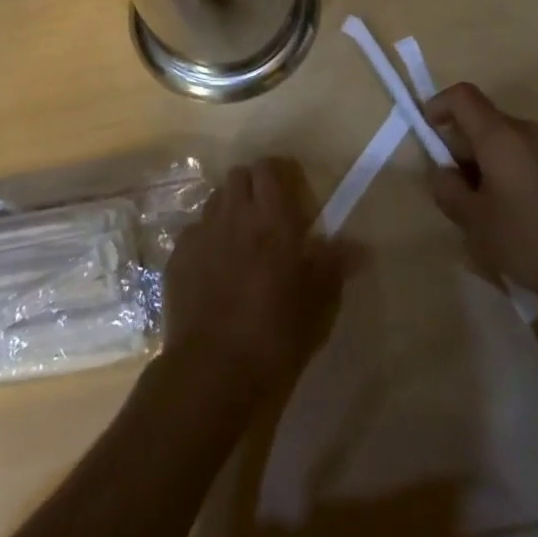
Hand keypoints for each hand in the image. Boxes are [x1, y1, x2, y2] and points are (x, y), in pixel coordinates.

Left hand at [163, 158, 347, 395]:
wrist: (215, 369)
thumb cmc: (277, 332)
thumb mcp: (318, 301)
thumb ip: (335, 264)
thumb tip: (360, 247)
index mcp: (272, 217)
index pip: (269, 167)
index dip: (279, 173)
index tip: (291, 192)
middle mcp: (234, 214)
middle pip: (238, 175)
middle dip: (252, 186)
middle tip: (266, 214)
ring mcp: (201, 233)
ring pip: (215, 200)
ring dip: (228, 209)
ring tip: (240, 239)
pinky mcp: (177, 257)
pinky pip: (194, 232)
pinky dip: (206, 240)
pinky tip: (213, 269)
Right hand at [424, 82, 537, 313]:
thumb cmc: (532, 242)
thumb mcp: (476, 223)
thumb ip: (448, 191)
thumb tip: (441, 171)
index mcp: (501, 136)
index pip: (463, 96)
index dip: (439, 105)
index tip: (428, 131)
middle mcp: (530, 132)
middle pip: (486, 122)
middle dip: (464, 147)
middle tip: (458, 190)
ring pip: (510, 143)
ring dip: (491, 164)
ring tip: (491, 212)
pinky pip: (534, 159)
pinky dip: (517, 175)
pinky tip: (525, 220)